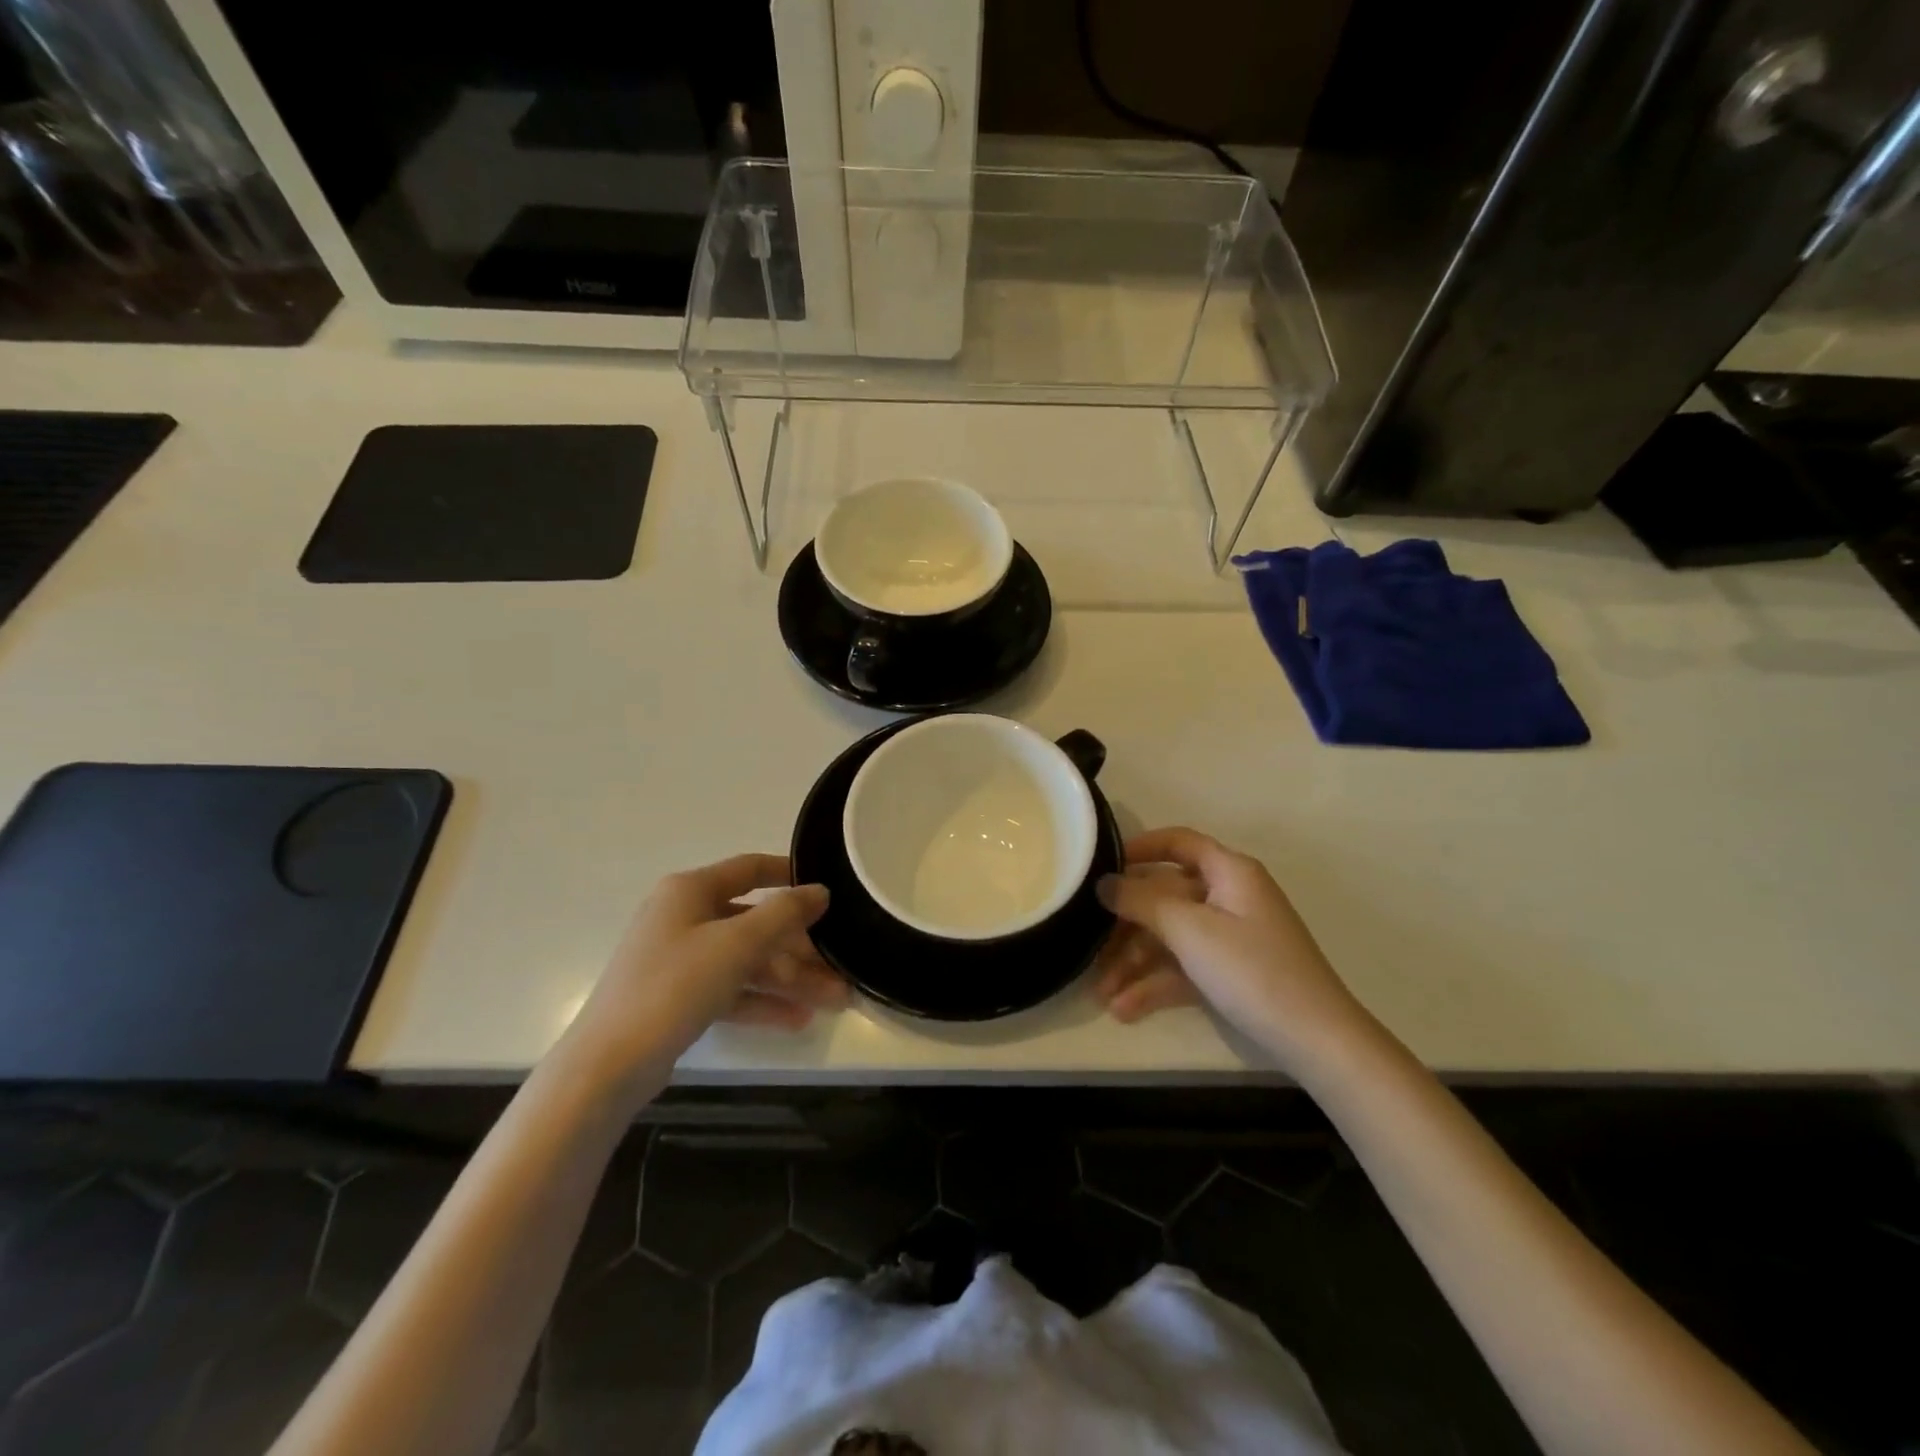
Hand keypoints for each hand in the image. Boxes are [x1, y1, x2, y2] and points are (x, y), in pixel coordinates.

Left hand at [569, 855, 845, 1078]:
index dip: (790, 875)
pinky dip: (762, 1001)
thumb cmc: (674, 986)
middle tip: (840, 966)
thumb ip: (784, 914)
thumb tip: (820, 890)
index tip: (828, 889)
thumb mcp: (736, 944)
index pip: (749, 869)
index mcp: (690, 891)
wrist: (608, 1065)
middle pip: (755, 923)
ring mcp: (680, 959)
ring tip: (834, 1000)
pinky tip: (798, 1020)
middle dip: (800, 947)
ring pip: (747, 960)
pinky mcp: (679, 997)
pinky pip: (731, 990)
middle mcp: (684, 917)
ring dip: (790, 979)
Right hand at [1094, 828, 1370, 1068]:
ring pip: (1170, 937)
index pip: (1179, 842)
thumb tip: (1104, 882)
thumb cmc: (1252, 970)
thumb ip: (1142, 901)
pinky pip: (1184, 967)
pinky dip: (1155, 984)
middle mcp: (1229, 897)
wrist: (1316, 1041)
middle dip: (1126, 925)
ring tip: (1100, 993)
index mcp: (1229, 872)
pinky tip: (1125, 1010)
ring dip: (1134, 963)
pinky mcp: (1230, 972)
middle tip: (1088, 946)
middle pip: (1165, 896)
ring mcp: (1230, 937)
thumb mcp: (1190, 930)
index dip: (1139, 848)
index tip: (1101, 865)